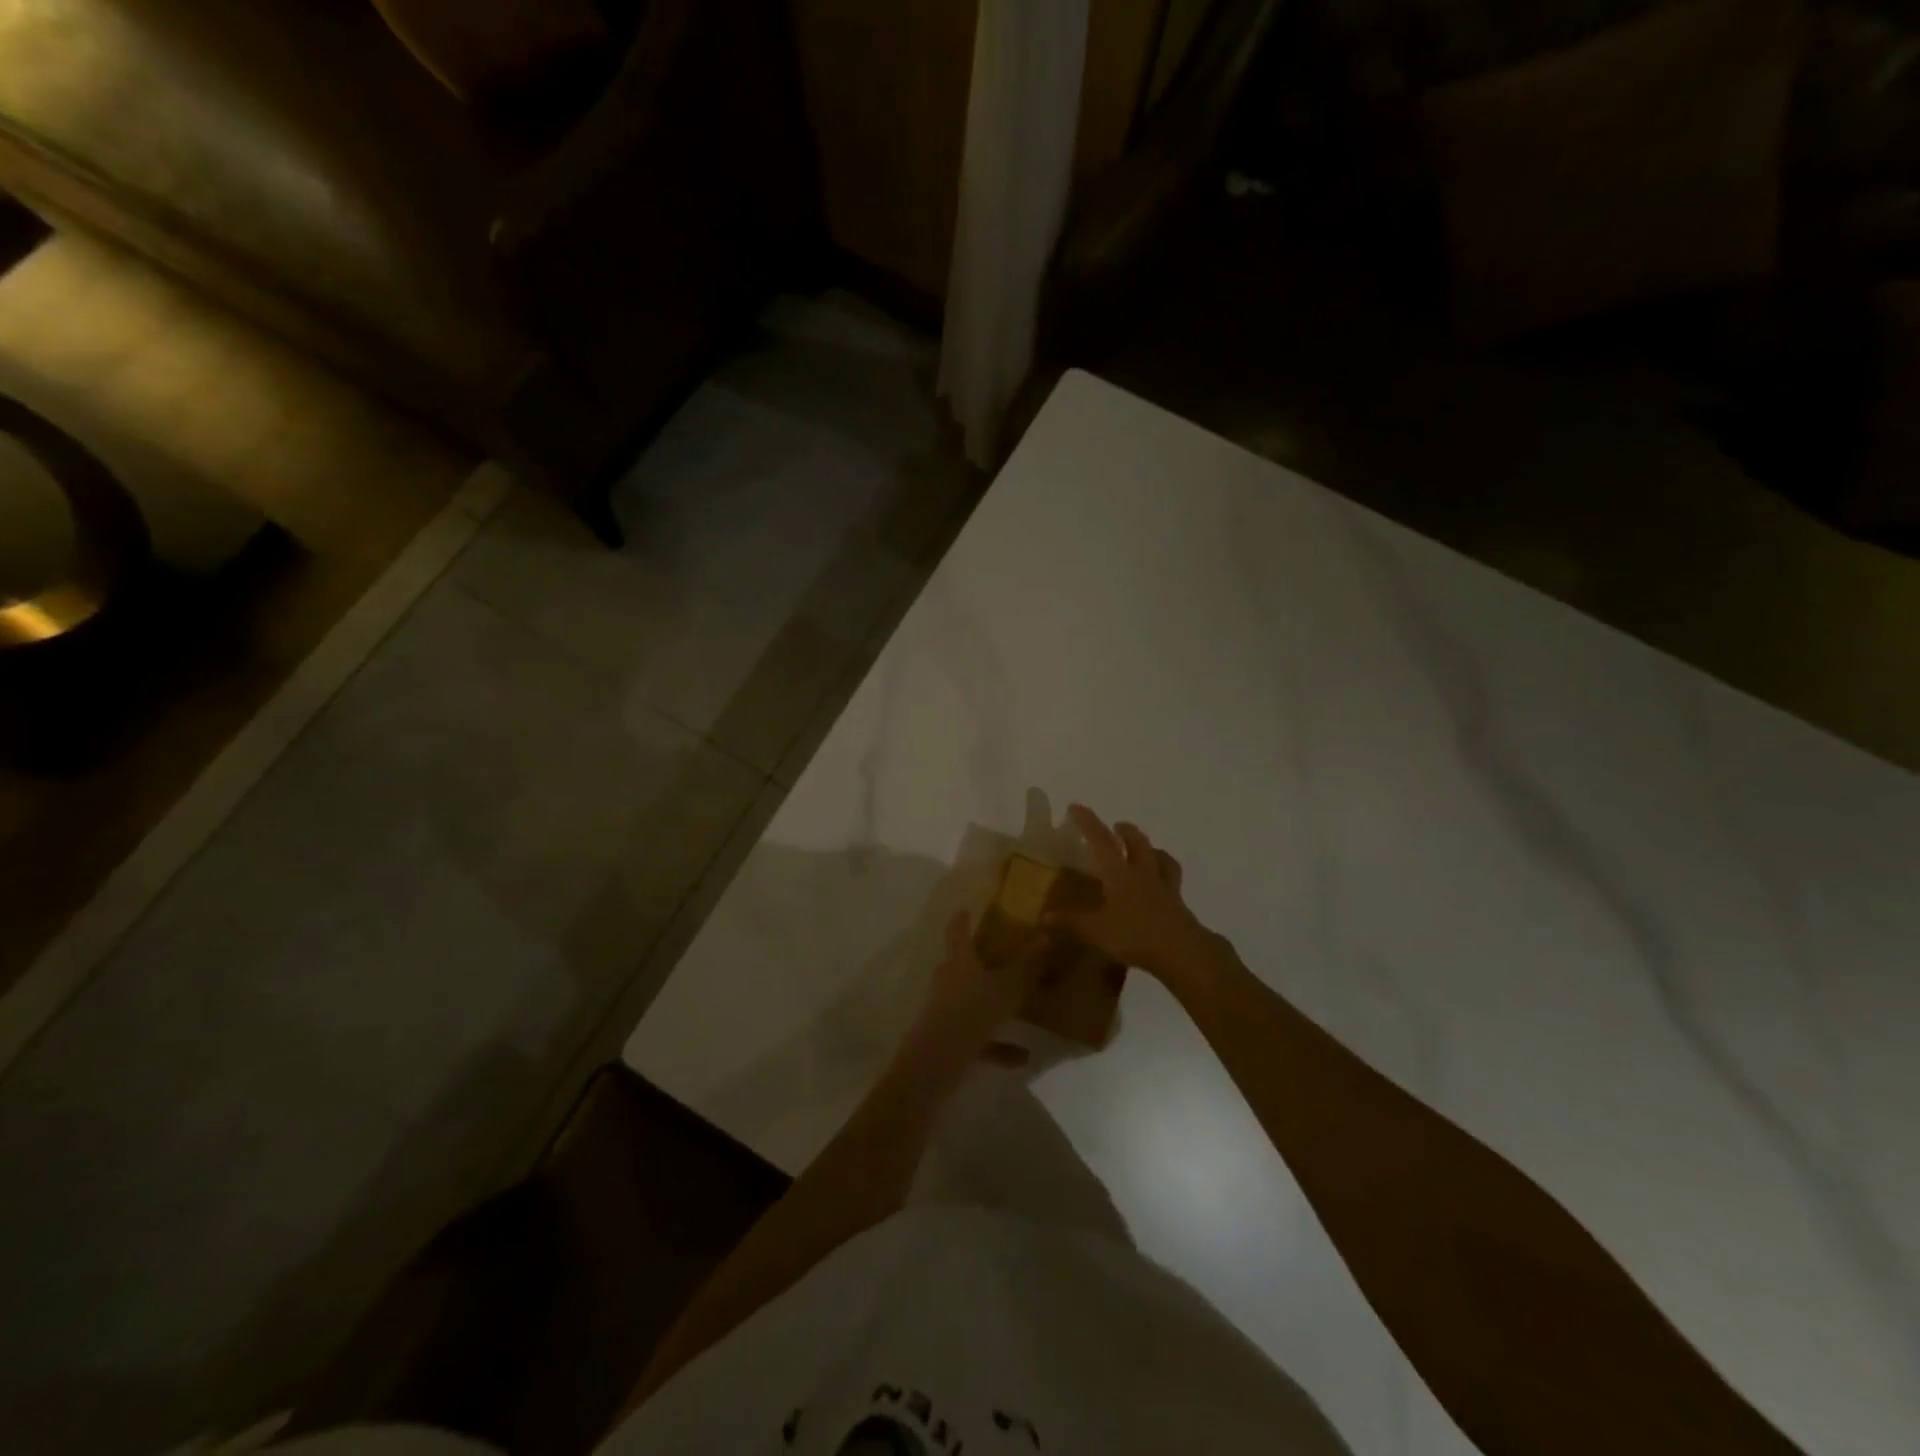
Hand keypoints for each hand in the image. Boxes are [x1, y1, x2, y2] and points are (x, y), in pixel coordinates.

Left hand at [904, 909, 1050, 1073]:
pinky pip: (977, 1038)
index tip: (965, 911)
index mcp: (959, 962)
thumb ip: (1026, 965)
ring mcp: (945, 1012)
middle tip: (995, 959)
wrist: (938, 1060)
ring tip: (1018, 1012)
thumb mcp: (1007, 987)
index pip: (957, 933)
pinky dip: (996, 1045)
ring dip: (992, 1007)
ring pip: (970, 1003)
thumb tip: (1045, 936)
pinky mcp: (947, 1041)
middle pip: (959, 967)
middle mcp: (948, 982)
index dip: (961, 921)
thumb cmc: (974, 1011)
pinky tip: (1022, 1056)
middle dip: (975, 964)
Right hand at [1050, 804, 1220, 983]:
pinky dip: (1167, 876)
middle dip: (1127, 832)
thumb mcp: (1095, 931)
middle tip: (1118, 826)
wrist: (1181, 951)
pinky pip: (1173, 882)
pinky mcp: (1179, 905)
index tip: (1076, 806)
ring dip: (1153, 849)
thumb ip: (1070, 923)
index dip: (1088, 822)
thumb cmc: (1134, 935)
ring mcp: (1165, 888)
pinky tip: (1164, 884)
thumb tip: (1042, 918)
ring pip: (1162, 859)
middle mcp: (1143, 874)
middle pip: (1138, 843)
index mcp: (1119, 874)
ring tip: (1148, 849)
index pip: (1101, 841)